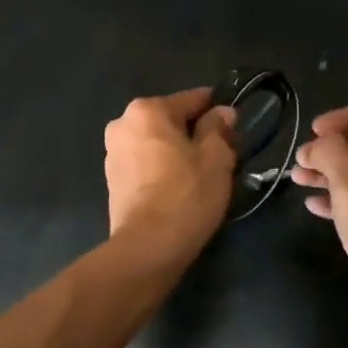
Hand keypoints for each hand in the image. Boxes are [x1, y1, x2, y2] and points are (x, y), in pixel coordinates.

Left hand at [104, 88, 237, 256]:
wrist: (148, 247)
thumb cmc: (186, 194)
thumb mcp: (216, 157)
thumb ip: (219, 128)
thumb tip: (222, 113)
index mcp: (147, 110)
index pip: (192, 100)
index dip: (217, 111)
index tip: (235, 127)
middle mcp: (123, 124)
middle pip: (171, 121)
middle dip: (195, 133)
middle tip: (221, 156)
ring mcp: (112, 153)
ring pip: (157, 143)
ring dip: (177, 152)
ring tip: (201, 176)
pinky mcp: (112, 180)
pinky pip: (145, 163)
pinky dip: (162, 169)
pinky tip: (179, 188)